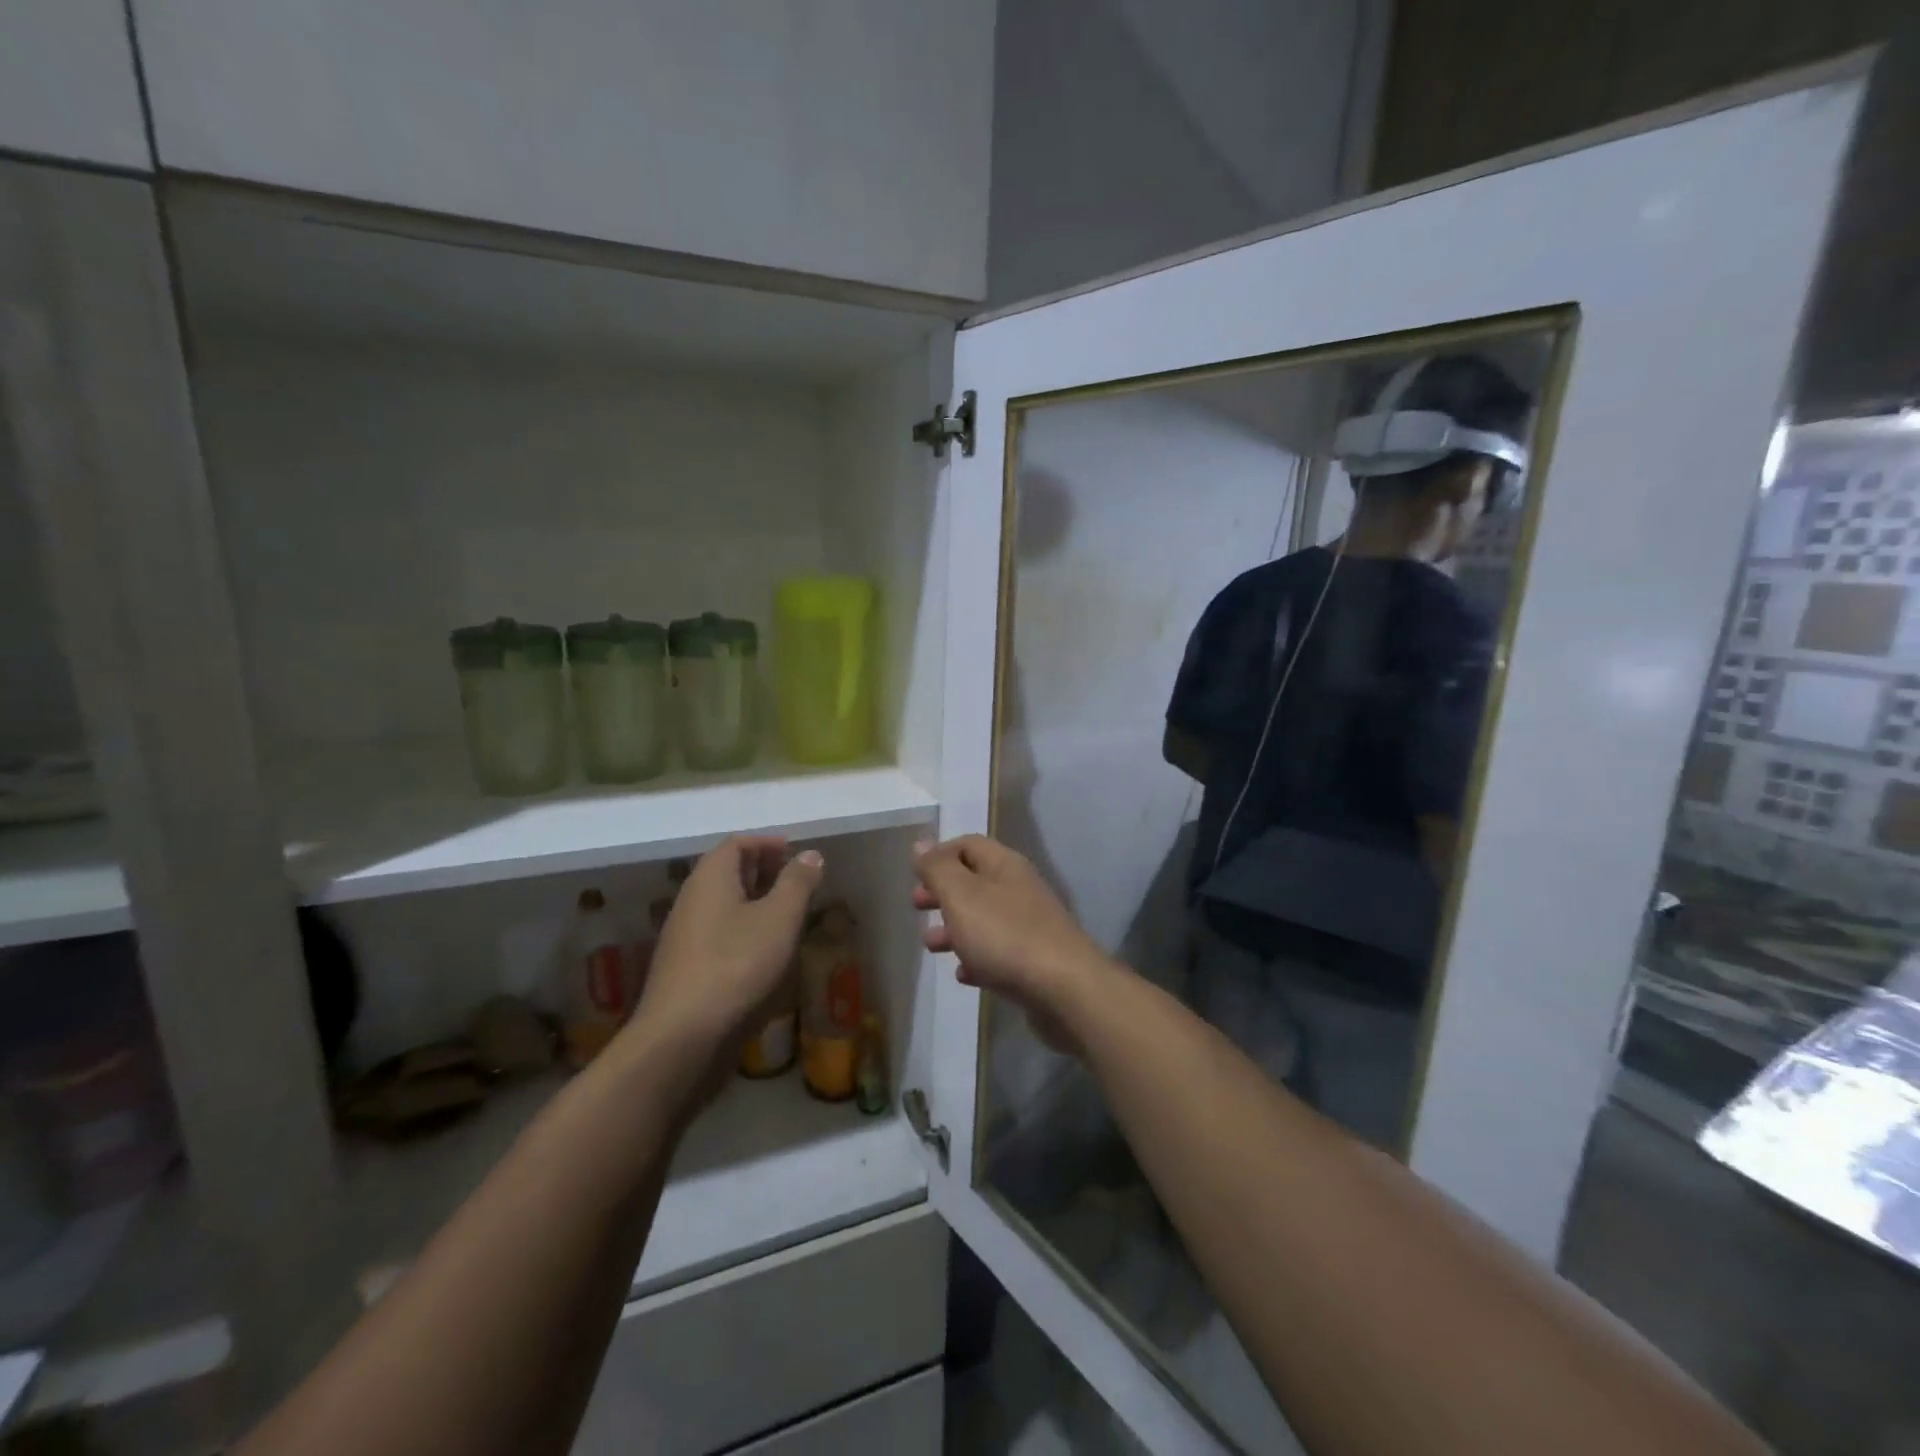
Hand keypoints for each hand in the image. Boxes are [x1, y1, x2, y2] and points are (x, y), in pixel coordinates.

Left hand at [636, 836, 821, 1059]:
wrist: (682, 1039)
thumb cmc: (736, 966)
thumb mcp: (779, 918)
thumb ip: (797, 882)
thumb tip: (810, 854)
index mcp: (710, 879)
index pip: (736, 843)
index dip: (768, 843)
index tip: (798, 853)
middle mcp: (692, 900)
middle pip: (728, 872)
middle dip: (764, 871)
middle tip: (799, 882)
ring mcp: (685, 937)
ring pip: (724, 905)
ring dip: (757, 903)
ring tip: (790, 916)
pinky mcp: (687, 969)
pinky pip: (720, 934)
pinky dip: (746, 930)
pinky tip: (767, 953)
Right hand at [912, 835, 1115, 1054]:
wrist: (1063, 988)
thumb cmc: (1005, 934)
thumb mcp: (961, 895)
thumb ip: (938, 869)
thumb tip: (921, 844)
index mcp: (1004, 866)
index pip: (969, 845)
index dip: (940, 854)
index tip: (915, 874)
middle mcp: (1019, 889)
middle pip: (975, 881)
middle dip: (943, 892)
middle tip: (917, 906)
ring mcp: (1030, 926)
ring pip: (984, 919)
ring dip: (954, 928)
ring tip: (930, 945)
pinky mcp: (1034, 962)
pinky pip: (998, 953)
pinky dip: (977, 958)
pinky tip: (963, 975)